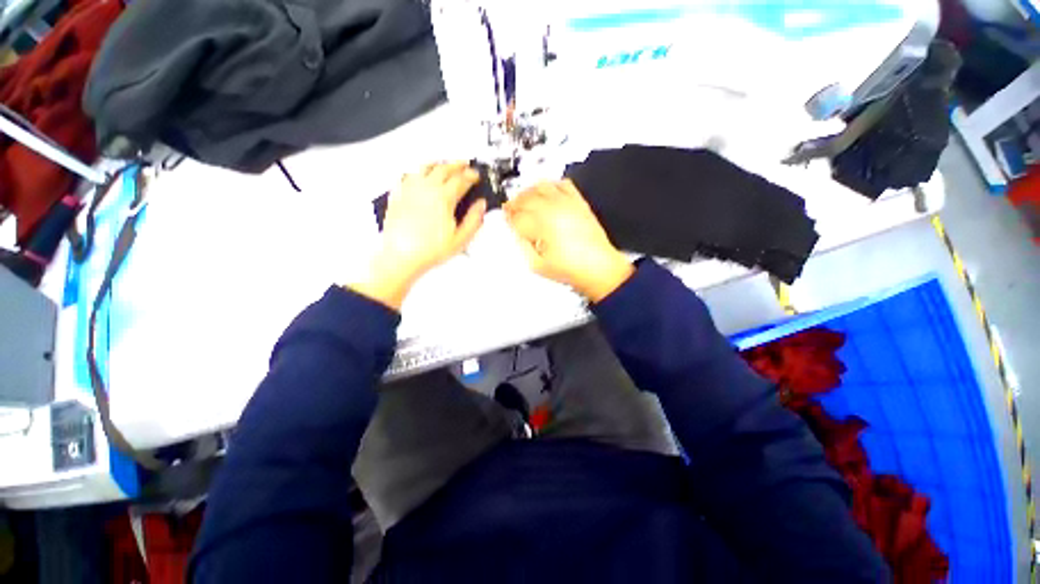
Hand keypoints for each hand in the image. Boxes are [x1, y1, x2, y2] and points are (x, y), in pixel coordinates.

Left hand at [350, 162, 484, 309]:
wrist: (401, 256)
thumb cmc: (428, 250)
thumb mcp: (460, 239)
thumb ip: (474, 220)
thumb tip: (481, 205)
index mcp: (443, 198)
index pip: (461, 180)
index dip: (471, 176)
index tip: (476, 176)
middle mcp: (426, 189)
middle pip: (444, 168)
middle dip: (457, 165)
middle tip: (464, 165)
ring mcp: (410, 189)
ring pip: (425, 167)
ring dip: (438, 163)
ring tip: (444, 164)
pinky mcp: (398, 195)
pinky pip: (408, 175)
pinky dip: (417, 171)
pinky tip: (419, 175)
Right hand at [505, 180, 633, 301]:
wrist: (598, 268)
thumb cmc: (570, 269)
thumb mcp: (537, 265)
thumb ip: (522, 246)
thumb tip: (515, 232)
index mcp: (541, 226)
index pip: (517, 216)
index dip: (508, 217)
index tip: (505, 218)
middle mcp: (553, 210)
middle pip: (526, 198)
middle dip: (514, 204)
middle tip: (510, 210)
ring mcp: (567, 204)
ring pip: (541, 187)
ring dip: (529, 192)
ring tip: (524, 200)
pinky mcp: (579, 203)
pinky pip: (563, 184)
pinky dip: (551, 184)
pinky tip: (546, 192)